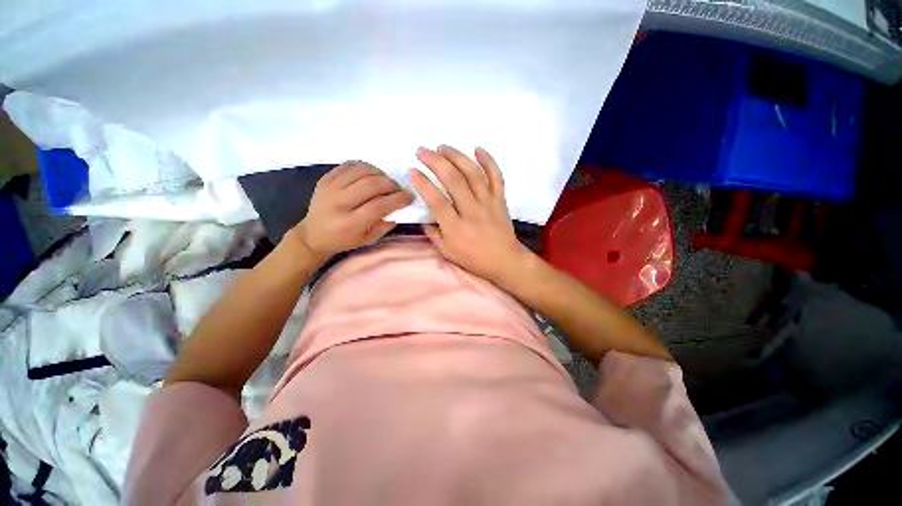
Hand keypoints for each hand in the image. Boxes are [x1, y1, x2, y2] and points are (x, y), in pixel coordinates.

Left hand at [290, 161, 412, 260]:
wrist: (313, 234)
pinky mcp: (325, 179)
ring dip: (379, 173)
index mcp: (350, 223)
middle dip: (391, 184)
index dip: (398, 199)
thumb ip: (384, 226)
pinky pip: (349, 165)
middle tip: (397, 189)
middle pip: (371, 184)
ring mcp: (330, 188)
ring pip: (361, 170)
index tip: (409, 196)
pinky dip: (364, 167)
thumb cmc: (343, 240)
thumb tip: (398, 210)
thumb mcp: (367, 240)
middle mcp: (339, 203)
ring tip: (385, 181)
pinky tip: (370, 175)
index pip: (379, 206)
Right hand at [411, 146, 528, 283]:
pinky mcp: (500, 200)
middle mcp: (472, 212)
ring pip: (473, 174)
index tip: (412, 171)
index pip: (436, 200)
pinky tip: (478, 148)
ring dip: (457, 156)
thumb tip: (424, 219)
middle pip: (453, 181)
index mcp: (456, 228)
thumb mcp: (448, 253)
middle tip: (422, 151)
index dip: (422, 184)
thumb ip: (433, 235)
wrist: (505, 261)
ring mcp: (488, 204)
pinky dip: (489, 161)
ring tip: (442, 146)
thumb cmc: (474, 259)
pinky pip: (497, 177)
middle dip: (435, 162)